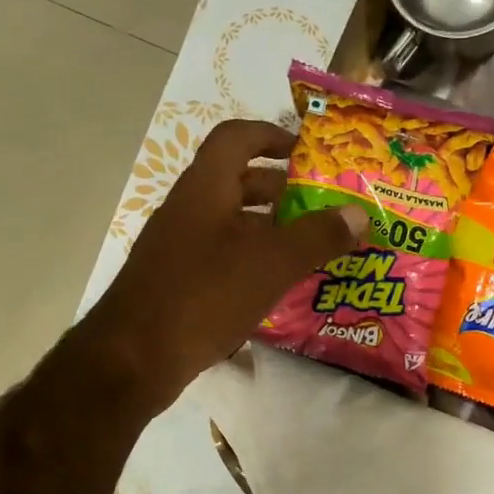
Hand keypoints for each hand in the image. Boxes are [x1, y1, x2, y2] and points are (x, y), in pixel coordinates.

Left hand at [80, 120, 365, 414]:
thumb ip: (317, 236)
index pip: (236, 138)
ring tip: (309, 247)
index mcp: (205, 188)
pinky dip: (250, 261)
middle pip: (236, 181)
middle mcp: (188, 209)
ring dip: (268, 229)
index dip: (272, 135)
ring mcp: (178, 247)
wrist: (133, 359)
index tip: (307, 151)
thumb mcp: (270, 263)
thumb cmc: (204, 296)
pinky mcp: (177, 282)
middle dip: (280, 189)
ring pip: (230, 223)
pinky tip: (276, 287)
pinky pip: (220, 257)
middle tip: (320, 206)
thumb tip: (359, 213)